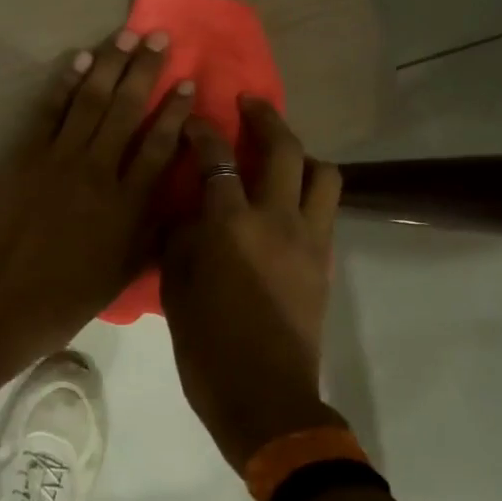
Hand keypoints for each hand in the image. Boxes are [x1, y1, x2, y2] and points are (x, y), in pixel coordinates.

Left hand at [0, 29, 194, 351]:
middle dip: (145, 70)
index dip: (176, 112)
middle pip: (127, 110)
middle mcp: (98, 171)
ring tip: (125, 35)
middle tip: (159, 37)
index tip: (189, 82)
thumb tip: (176, 206)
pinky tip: (79, 59)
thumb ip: (151, 235)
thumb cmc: (63, 298)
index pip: (159, 146)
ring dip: (109, 64)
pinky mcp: (25, 155)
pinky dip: (66, 82)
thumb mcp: (121, 275)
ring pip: (91, 101)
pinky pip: (50, 111)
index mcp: (127, 204)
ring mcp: (59, 158)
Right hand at [160, 98, 344, 470]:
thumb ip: (182, 237)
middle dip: (265, 118)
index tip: (193, 119)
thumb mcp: (176, 287)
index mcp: (232, 226)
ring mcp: (309, 239)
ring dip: (301, 153)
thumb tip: (189, 209)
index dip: (203, 132)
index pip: (218, 160)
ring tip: (278, 154)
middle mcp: (277, 220)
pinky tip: (286, 199)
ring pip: (322, 173)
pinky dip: (308, 189)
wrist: (265, 397)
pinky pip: (325, 208)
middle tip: (248, 104)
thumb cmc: (207, 346)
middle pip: (284, 150)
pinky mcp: (325, 260)